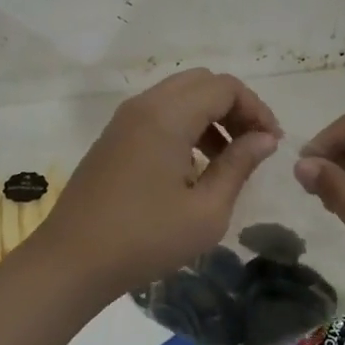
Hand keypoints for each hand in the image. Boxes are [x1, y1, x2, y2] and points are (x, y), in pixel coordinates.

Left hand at [43, 68, 282, 298]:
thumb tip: (265, 138)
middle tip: (253, 144)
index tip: (272, 144)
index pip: (225, 87)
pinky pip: (159, 113)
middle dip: (234, 107)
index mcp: (168, 115)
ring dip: (210, 115)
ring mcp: (124, 119)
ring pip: (179, 95)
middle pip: (202, 82)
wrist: (71, 261)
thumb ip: (239, 165)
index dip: (256, 109)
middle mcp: (144, 105)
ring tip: (228, 158)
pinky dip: (185, 125)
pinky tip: (194, 166)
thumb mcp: (206, 211)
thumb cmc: (145, 239)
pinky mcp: (113, 137)